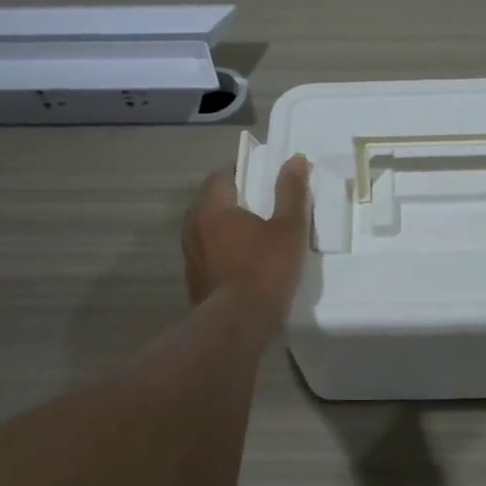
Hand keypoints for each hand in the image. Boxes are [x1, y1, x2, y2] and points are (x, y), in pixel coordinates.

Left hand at [182, 154, 311, 320]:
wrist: (237, 326)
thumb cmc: (265, 269)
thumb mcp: (289, 228)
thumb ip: (291, 192)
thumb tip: (296, 159)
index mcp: (212, 208)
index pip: (221, 176)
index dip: (242, 173)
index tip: (263, 179)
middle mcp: (193, 228)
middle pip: (212, 203)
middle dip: (234, 201)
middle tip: (264, 206)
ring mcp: (190, 257)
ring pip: (208, 231)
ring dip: (227, 229)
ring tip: (255, 236)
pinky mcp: (194, 282)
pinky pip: (209, 256)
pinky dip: (224, 253)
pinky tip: (244, 264)